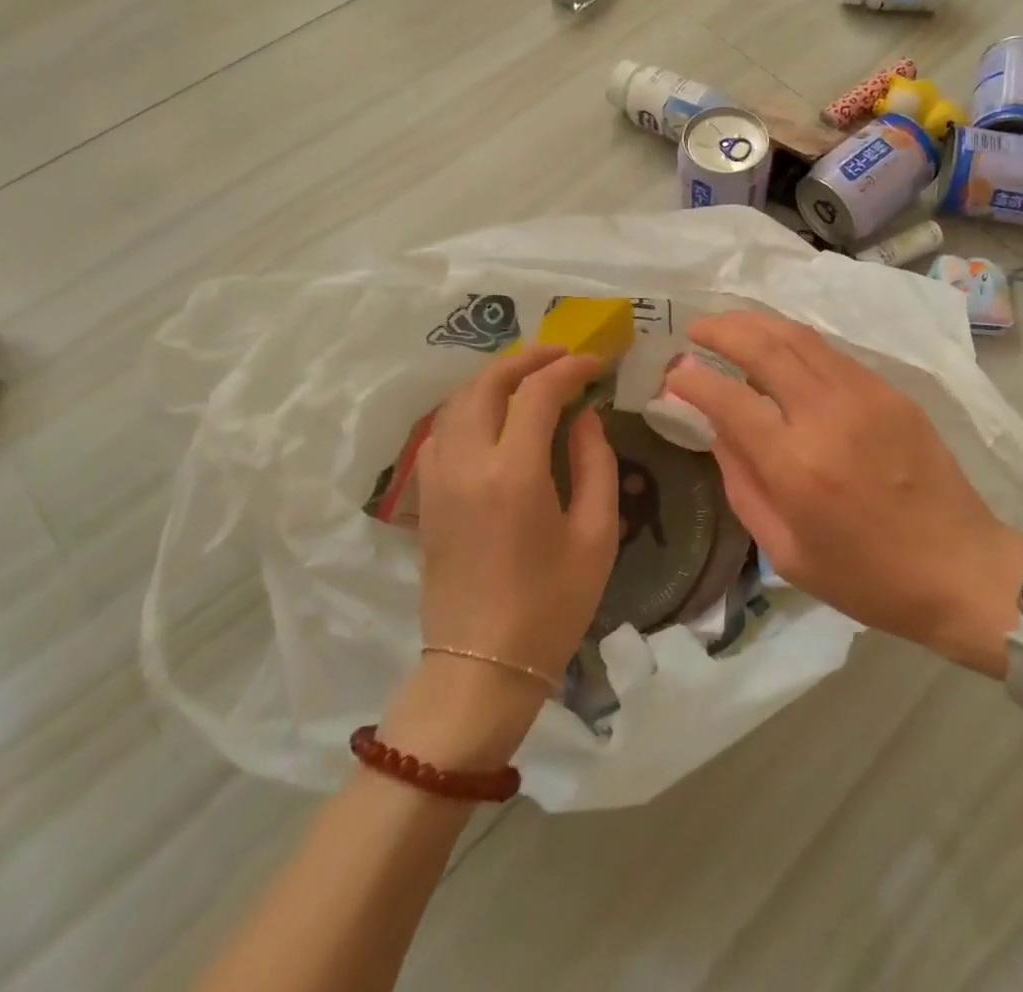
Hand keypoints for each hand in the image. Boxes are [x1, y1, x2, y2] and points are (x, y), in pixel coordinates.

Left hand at [416, 346, 619, 691]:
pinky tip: (492, 419)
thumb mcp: (595, 535)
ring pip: (456, 402)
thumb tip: (586, 417)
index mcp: (514, 473)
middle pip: (486, 383)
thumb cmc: (551, 606)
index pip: (538, 393)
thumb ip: (595, 463)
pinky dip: (467, 409)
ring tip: (528, 378)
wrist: (482, 667)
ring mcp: (438, 480)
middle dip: (526, 359)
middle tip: (561, 355)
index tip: (596, 363)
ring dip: (493, 379)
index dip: (569, 368)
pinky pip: (440, 432)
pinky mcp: (426, 498)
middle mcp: (467, 464)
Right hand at [667, 312, 1022, 675]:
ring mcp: (864, 396)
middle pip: (764, 348)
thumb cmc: (866, 577)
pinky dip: (795, 341)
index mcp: (796, 465)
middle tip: (696, 328)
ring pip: (799, 337)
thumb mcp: (785, 551)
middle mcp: (827, 416)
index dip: (693, 379)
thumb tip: (716, 427)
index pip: (729, 399)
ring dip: (757, 323)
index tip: (673, 371)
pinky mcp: (890, 391)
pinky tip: (780, 347)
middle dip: (722, 329)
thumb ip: (742, 483)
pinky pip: (831, 353)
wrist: (959, 568)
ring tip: (730, 324)